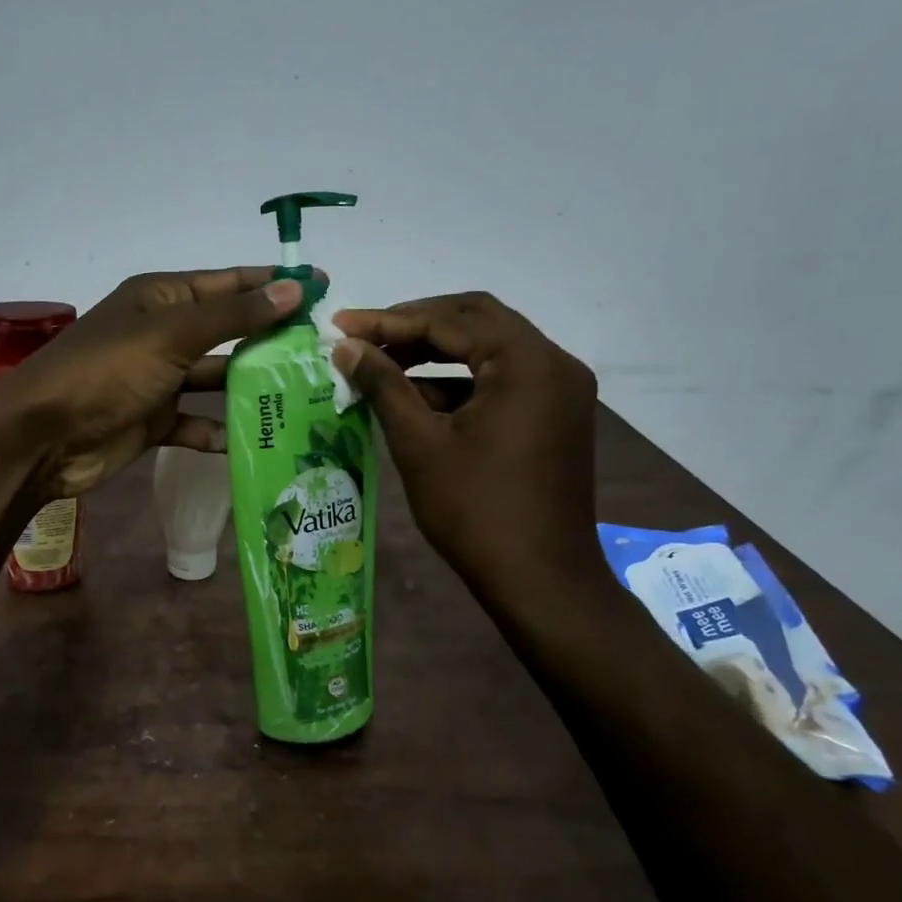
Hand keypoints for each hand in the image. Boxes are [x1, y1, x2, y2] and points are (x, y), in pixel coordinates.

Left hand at [0, 267, 305, 498]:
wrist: (43, 438)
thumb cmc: (106, 372)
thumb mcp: (172, 334)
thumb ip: (233, 316)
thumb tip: (293, 288)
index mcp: (162, 298)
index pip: (229, 283)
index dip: (274, 283)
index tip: (321, 287)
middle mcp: (163, 333)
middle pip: (227, 332)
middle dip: (270, 340)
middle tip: (323, 352)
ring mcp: (158, 379)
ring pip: (215, 379)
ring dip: (251, 388)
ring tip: (303, 397)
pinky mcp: (153, 420)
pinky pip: (195, 422)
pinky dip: (219, 430)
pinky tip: (253, 442)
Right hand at [331, 292, 609, 599]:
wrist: (541, 580)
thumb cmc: (475, 511)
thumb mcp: (419, 444)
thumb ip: (383, 386)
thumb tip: (346, 348)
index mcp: (526, 361)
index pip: (449, 320)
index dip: (389, 320)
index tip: (341, 325)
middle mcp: (553, 363)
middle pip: (475, 320)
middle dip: (414, 326)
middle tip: (364, 338)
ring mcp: (560, 389)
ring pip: (489, 349)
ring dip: (436, 353)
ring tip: (382, 366)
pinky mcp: (556, 415)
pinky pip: (502, 379)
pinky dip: (460, 382)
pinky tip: (418, 398)